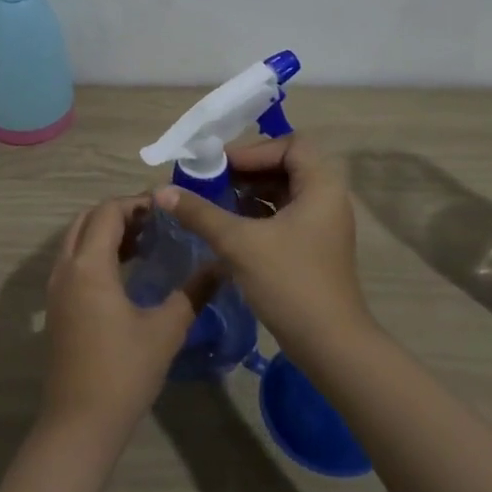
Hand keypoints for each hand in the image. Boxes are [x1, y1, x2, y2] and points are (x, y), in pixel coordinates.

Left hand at [41, 196, 209, 442]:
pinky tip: (127, 272)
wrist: (79, 424)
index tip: (167, 208)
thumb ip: (193, 292)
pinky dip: (96, 253)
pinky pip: (73, 262)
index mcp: (89, 266)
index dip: (136, 203)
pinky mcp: (56, 308)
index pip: (108, 212)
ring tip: (146, 243)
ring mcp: (56, 289)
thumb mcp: (166, 330)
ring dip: (106, 233)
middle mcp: (66, 269)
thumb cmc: (124, 373)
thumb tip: (221, 265)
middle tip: (156, 223)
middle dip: (119, 214)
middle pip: (87, 220)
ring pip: (76, 240)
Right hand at [152, 135, 371, 360]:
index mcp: (321, 186)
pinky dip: (257, 215)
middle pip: (285, 166)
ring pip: (282, 193)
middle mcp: (327, 199)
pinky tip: (228, 227)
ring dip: (249, 193)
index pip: (290, 145)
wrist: (330, 346)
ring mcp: (322, 225)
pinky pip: (283, 216)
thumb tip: (161, 191)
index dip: (253, 150)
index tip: (220, 166)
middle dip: (246, 171)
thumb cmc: (290, 283)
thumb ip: (200, 213)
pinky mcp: (313, 247)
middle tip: (209, 181)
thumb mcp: (239, 243)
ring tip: (213, 201)